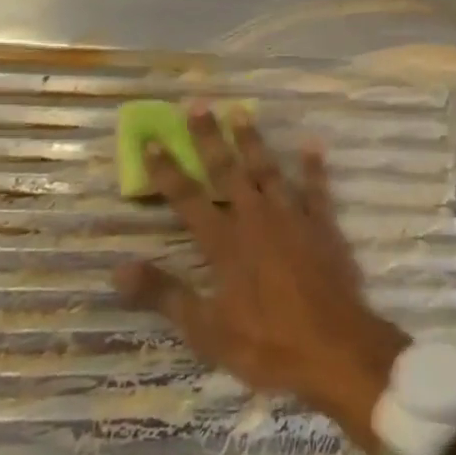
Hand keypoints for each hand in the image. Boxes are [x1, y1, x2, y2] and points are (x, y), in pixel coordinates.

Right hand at [112, 105, 408, 452]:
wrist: (337, 351)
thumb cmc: (268, 345)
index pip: (188, 197)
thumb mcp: (207, 330)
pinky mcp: (324, 226)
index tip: (151, 139)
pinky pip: (317, 188)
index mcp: (225, 243)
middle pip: (227, 170)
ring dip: (253, 141)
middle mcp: (256, 219)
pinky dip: (313, 166)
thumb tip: (118, 270)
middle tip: (198, 103)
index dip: (167, 169)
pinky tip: (311, 143)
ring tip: (241, 111)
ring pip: (267, 170)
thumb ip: (165, 295)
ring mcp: (293, 218)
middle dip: (209, 137)